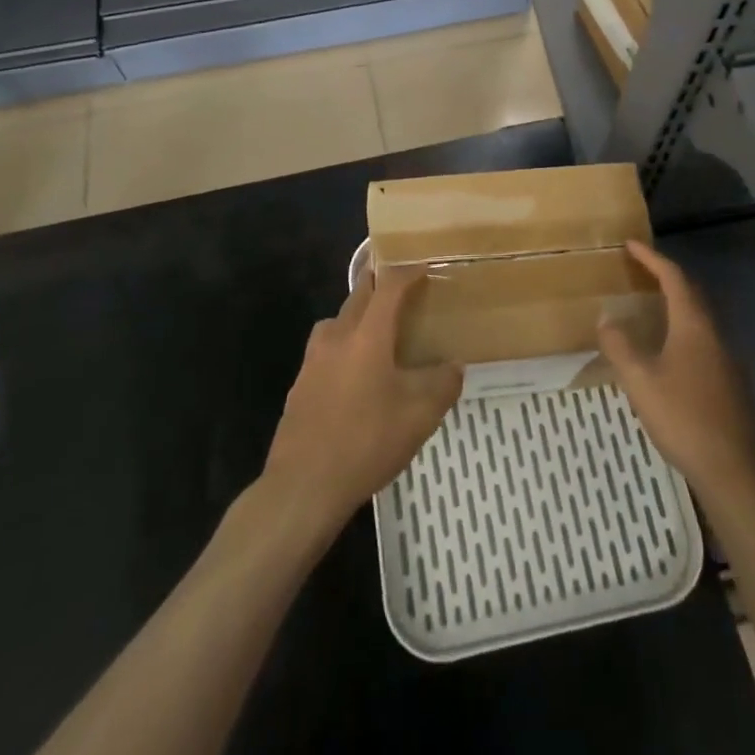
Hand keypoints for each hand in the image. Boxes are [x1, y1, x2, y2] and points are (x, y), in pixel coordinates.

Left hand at [262, 263, 461, 537]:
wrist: (302, 486)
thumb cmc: (366, 442)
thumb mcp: (419, 417)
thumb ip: (442, 385)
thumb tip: (454, 367)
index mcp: (367, 335)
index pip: (389, 287)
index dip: (408, 273)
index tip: (425, 268)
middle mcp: (336, 336)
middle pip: (360, 296)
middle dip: (382, 287)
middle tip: (405, 293)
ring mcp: (313, 360)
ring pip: (339, 321)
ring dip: (360, 316)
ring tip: (381, 334)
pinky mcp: (301, 384)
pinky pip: (327, 349)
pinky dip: (346, 346)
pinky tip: (358, 376)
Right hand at [599, 241, 754, 501]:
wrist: (735, 471)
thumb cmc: (684, 418)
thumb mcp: (640, 381)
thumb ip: (620, 346)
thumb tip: (607, 318)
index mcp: (694, 326)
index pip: (674, 278)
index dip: (652, 258)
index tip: (631, 245)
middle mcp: (716, 335)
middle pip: (692, 294)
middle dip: (666, 278)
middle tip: (640, 271)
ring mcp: (729, 360)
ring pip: (701, 320)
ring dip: (677, 306)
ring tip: (651, 309)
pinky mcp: (733, 384)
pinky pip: (706, 343)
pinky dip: (685, 332)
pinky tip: (671, 354)